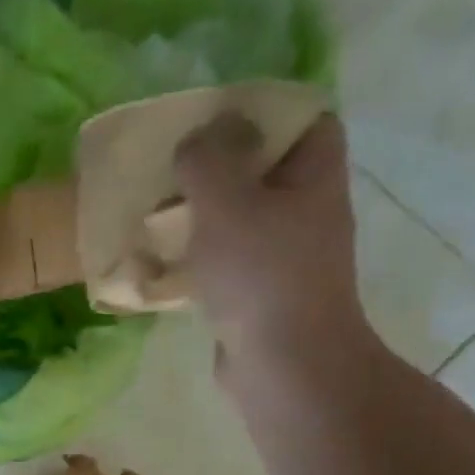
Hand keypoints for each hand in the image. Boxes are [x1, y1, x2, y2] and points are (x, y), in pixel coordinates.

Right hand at [172, 110, 368, 366]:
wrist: (284, 365)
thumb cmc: (261, 275)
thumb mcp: (226, 201)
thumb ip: (208, 158)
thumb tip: (200, 135)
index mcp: (314, 177)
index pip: (306, 120)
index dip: (266, 110)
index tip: (216, 117)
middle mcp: (308, 211)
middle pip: (268, 168)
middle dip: (222, 162)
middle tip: (175, 163)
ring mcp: (287, 256)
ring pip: (243, 216)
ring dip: (204, 211)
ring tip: (160, 208)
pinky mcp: (262, 293)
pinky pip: (229, 258)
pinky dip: (201, 253)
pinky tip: (166, 258)